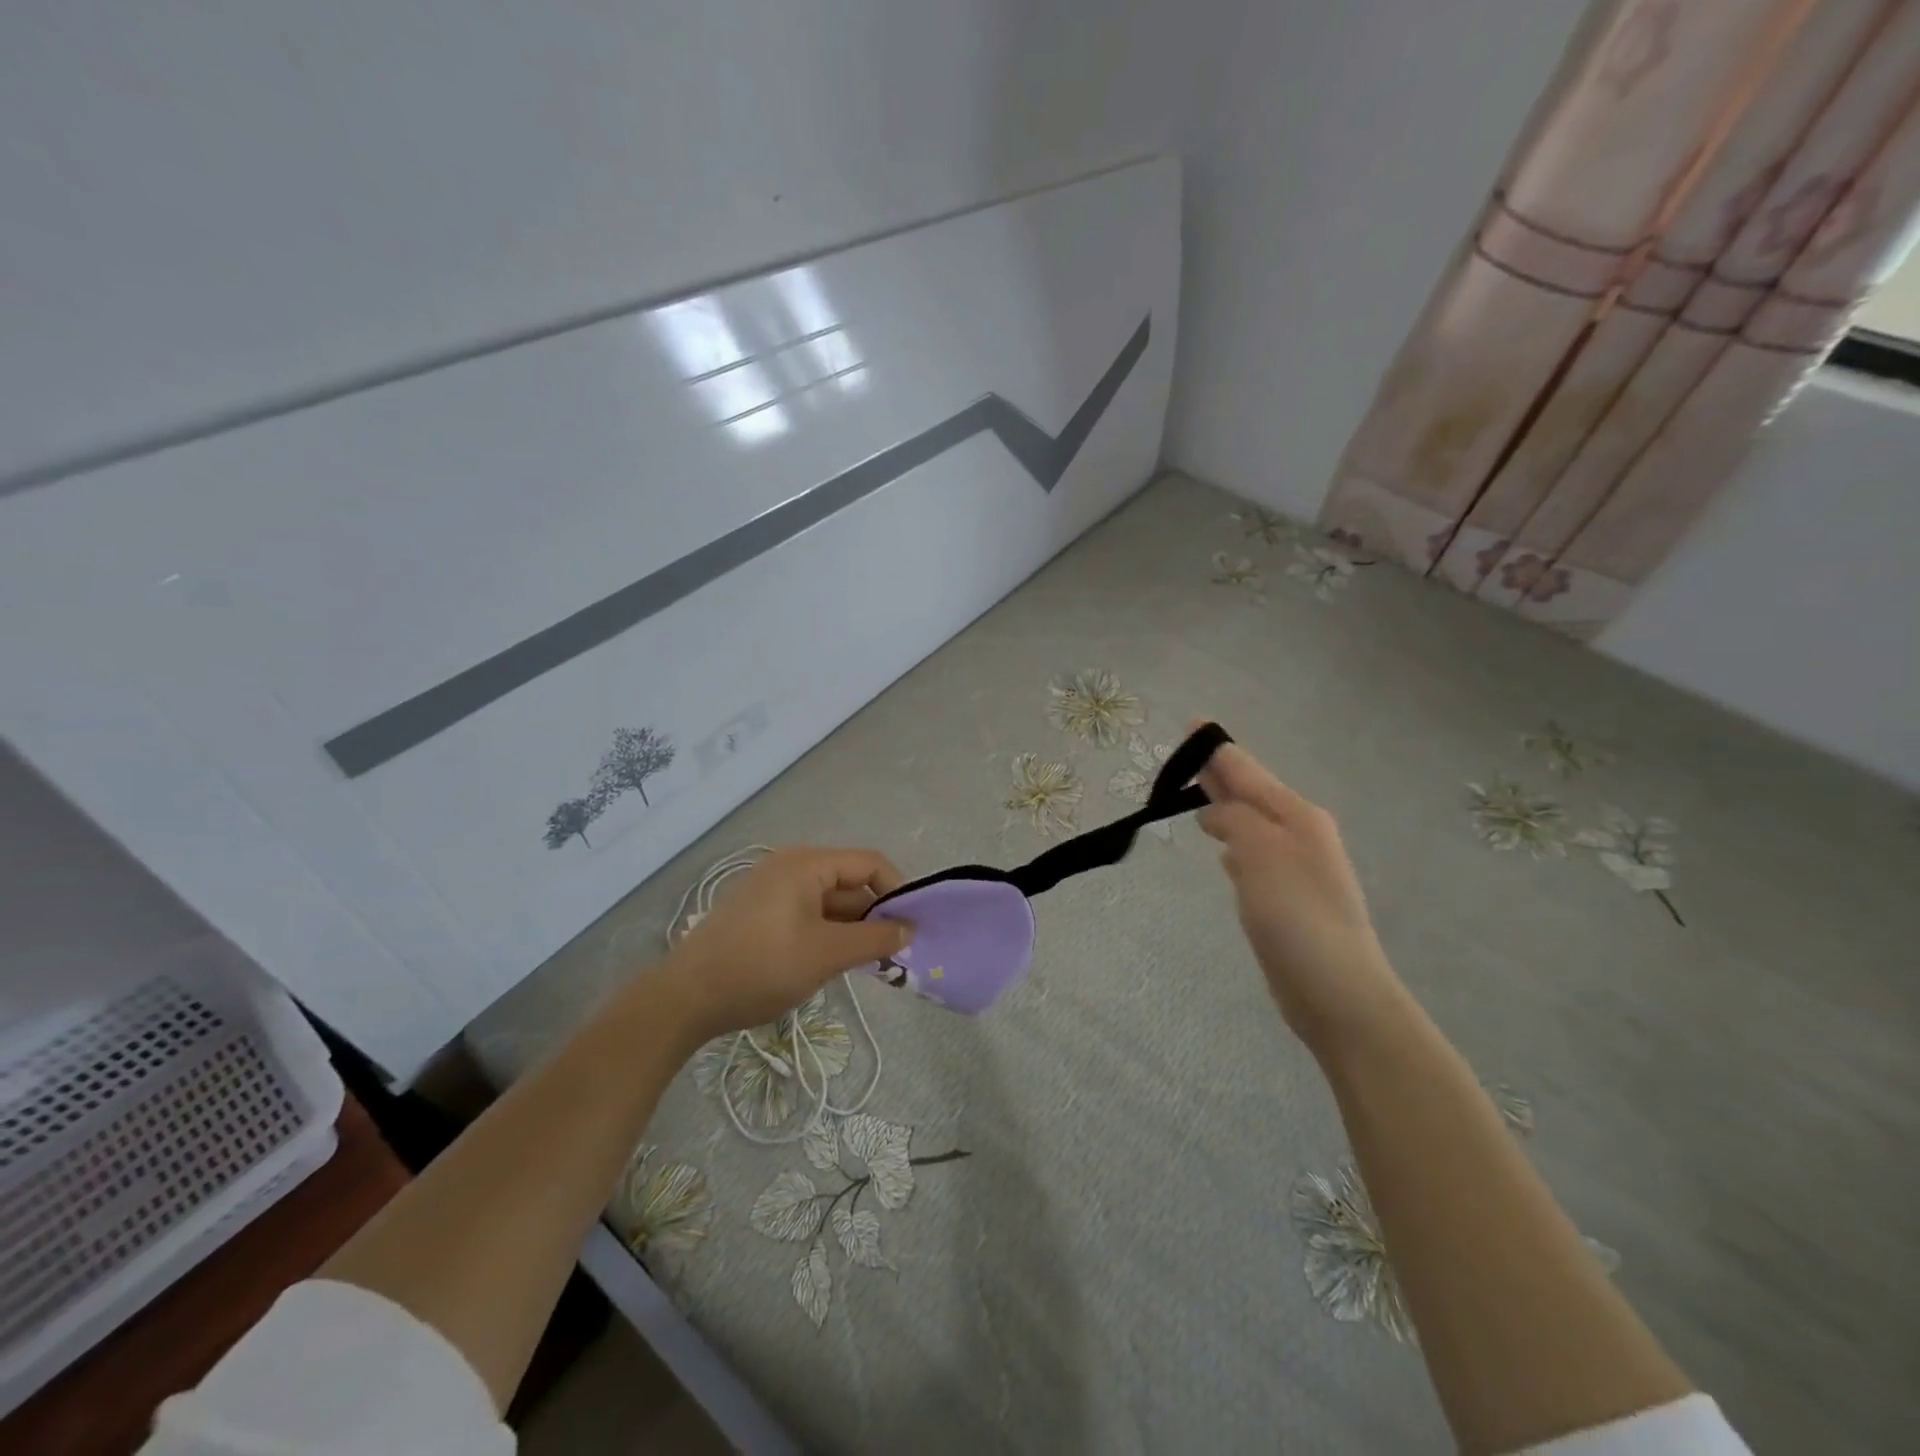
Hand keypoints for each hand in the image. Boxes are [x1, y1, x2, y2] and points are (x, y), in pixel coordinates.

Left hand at [659, 846, 912, 1040]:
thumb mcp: (826, 954)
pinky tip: (832, 963)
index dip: (897, 890)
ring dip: (852, 928)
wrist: (685, 998)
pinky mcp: (760, 913)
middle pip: (849, 882)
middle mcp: (790, 867)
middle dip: (874, 915)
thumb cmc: (761, 967)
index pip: (869, 863)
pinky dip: (827, 933)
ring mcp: (772, 890)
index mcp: (806, 864)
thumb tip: (909, 930)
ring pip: (829, 902)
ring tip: (868, 964)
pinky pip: (808, 914)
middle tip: (894, 953)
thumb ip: (874, 939)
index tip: (912, 927)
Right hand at [1195, 736, 1405, 1050]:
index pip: (1248, 771)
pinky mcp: (1286, 900)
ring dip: (1226, 808)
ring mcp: (1295, 868)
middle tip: (1189, 754)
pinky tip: (1222, 851)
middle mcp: (1300, 834)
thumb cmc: (1296, 916)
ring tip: (1198, 796)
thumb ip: (1234, 820)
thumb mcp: (1260, 854)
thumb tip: (1216, 814)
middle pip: (1251, 794)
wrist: (1338, 992)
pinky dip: (1233, 843)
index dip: (1218, 750)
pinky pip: (1253, 855)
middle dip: (1221, 774)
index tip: (1193, 724)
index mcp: (1296, 816)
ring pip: (1251, 824)